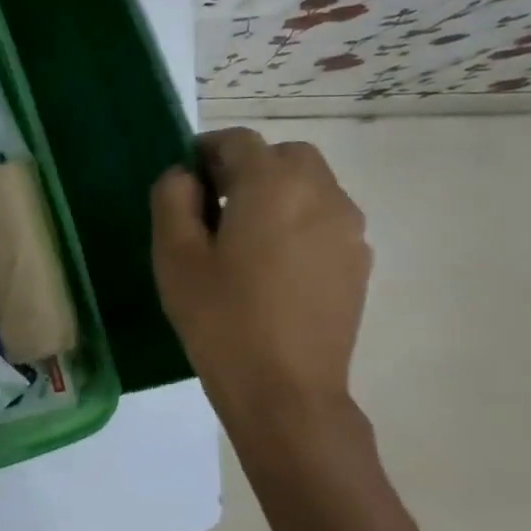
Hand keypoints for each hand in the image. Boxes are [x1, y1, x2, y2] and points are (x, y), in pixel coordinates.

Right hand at [151, 128, 370, 421]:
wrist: (285, 389)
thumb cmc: (220, 318)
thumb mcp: (175, 256)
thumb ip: (172, 199)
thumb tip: (183, 176)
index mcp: (272, 185)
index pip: (238, 141)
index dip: (205, 151)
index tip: (184, 181)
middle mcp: (321, 193)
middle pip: (283, 156)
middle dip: (247, 169)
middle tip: (213, 208)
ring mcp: (348, 227)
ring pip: (310, 185)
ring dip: (276, 193)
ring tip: (244, 239)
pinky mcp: (358, 260)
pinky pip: (325, 219)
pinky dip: (298, 221)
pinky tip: (273, 267)